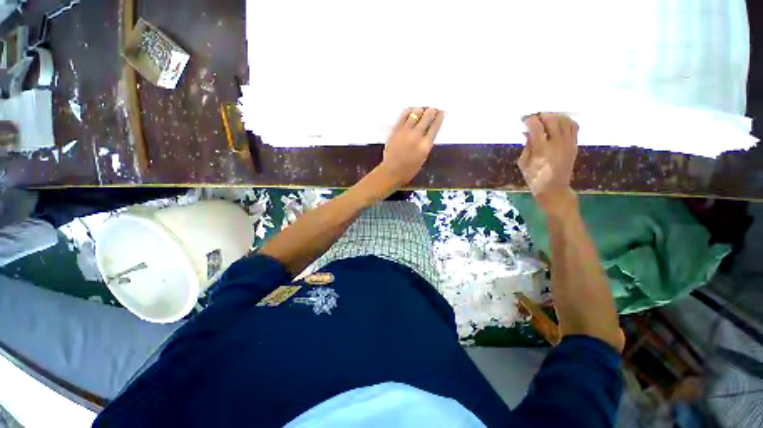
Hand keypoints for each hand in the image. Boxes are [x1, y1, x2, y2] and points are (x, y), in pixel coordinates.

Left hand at [380, 107, 444, 185]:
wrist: (391, 171)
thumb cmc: (409, 170)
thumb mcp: (423, 158)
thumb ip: (426, 145)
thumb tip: (428, 133)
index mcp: (425, 145)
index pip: (435, 127)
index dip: (439, 117)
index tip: (441, 112)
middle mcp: (417, 136)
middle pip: (427, 117)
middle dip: (431, 111)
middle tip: (433, 109)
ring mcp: (405, 131)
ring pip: (415, 113)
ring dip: (421, 110)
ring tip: (422, 109)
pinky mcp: (396, 130)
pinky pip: (403, 116)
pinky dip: (409, 111)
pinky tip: (411, 110)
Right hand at [517, 113, 578, 213]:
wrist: (554, 189)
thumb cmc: (534, 178)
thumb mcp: (523, 163)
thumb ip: (526, 146)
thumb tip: (527, 132)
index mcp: (541, 149)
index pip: (536, 126)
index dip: (529, 120)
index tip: (524, 120)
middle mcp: (556, 143)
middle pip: (551, 120)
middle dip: (541, 116)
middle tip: (534, 117)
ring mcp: (568, 143)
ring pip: (564, 121)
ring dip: (554, 116)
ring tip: (546, 118)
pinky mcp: (574, 145)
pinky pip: (573, 126)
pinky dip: (565, 121)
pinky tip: (558, 123)